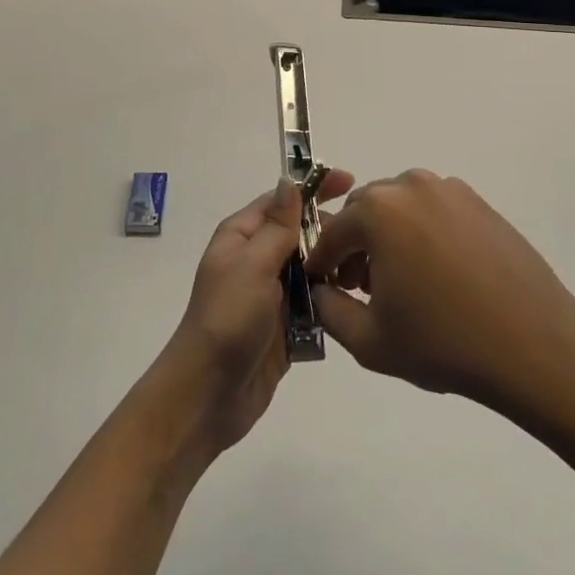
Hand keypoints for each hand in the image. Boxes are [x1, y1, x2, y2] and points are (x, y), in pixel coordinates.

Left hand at [155, 170, 355, 456]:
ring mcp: (272, 293)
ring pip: (313, 267)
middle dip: (332, 231)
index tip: (351, 182)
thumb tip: (290, 180)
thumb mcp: (252, 264)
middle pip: (302, 233)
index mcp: (242, 236)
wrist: (209, 395)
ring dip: (336, 266)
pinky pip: (316, 302)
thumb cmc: (227, 318)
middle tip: (366, 241)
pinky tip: (358, 299)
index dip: (314, 189)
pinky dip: (333, 298)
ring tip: (365, 273)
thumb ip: (277, 225)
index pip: (283, 200)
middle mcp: (257, 259)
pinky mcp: (287, 325)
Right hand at [306, 170, 574, 414]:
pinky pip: (433, 210)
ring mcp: (450, 190)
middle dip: (355, 245)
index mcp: (379, 211)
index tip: (323, 288)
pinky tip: (438, 274)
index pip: (332, 232)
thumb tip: (320, 290)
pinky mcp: (479, 202)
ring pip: (399, 207)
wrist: (534, 344)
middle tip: (362, 288)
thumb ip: (328, 309)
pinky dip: (422, 233)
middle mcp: (411, 185)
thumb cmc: (444, 342)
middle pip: (365, 211)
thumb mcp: (369, 339)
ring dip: (388, 236)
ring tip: (402, 283)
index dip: (321, 262)